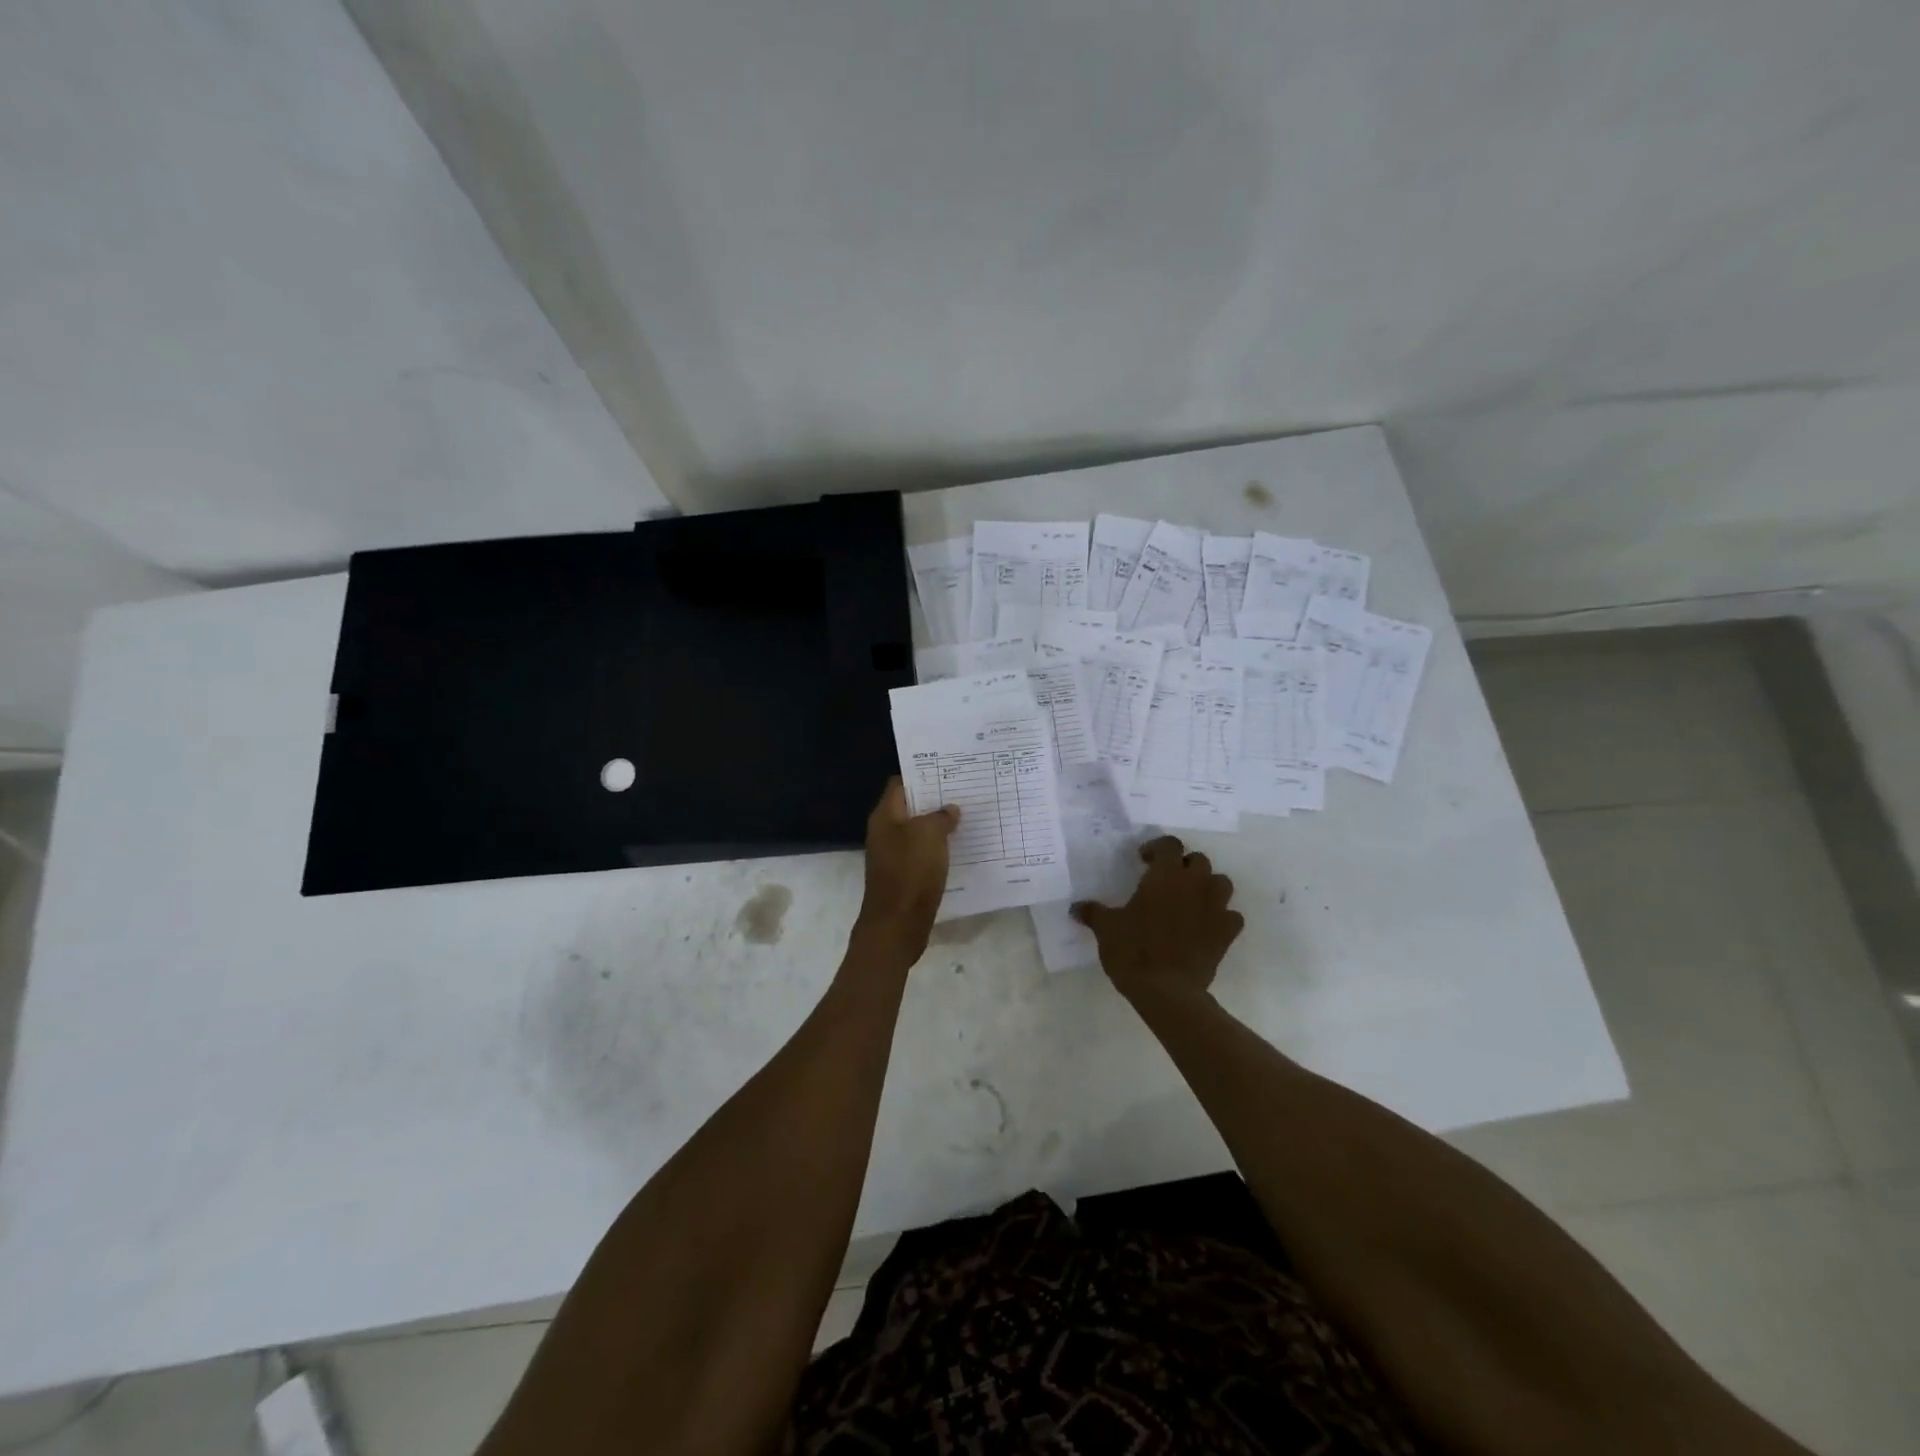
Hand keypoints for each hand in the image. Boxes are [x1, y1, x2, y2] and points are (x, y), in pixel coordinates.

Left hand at [853, 778, 959, 964]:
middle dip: (935, 800)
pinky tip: (960, 847)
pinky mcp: (904, 875)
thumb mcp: (929, 835)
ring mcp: (893, 855)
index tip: (948, 772)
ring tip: (967, 817)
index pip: (900, 784)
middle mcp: (885, 832)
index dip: (922, 775)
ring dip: (939, 825)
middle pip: (910, 807)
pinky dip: (938, 848)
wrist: (897, 925)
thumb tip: (949, 809)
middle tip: (964, 793)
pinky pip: (923, 853)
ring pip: (918, 831)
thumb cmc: (910, 872)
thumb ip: (940, 816)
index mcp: (885, 816)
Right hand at [1073, 835, 1243, 1000]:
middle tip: (1166, 881)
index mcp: (1165, 875)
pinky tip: (1208, 927)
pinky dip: (1222, 917)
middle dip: (1184, 866)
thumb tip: (1076, 908)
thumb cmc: (1133, 951)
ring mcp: (1215, 909)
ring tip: (1191, 900)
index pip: (1170, 845)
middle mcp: (1194, 885)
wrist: (1167, 991)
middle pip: (1198, 860)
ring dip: (1208, 886)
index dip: (1157, 847)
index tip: (1143, 860)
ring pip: (1221, 883)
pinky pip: (1232, 916)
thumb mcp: (1106, 929)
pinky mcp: (1226, 934)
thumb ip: (1093, 913)